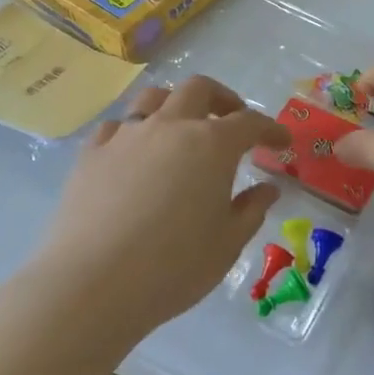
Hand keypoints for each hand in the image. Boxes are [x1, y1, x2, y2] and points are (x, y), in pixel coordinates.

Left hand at [37, 77, 290, 342]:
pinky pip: (117, 126)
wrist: (93, 284)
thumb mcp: (227, 244)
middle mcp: (170, 126)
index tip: (281, 142)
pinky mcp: (92, 153)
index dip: (270, 129)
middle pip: (199, 89)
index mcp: (212, 145)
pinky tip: (135, 153)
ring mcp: (127, 135)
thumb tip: (268, 189)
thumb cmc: (173, 267)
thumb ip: (251, 210)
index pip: (250, 122)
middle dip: (222, 99)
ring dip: (176, 104)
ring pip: (154, 97)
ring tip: (182, 127)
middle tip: (231, 121)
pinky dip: (134, 130)